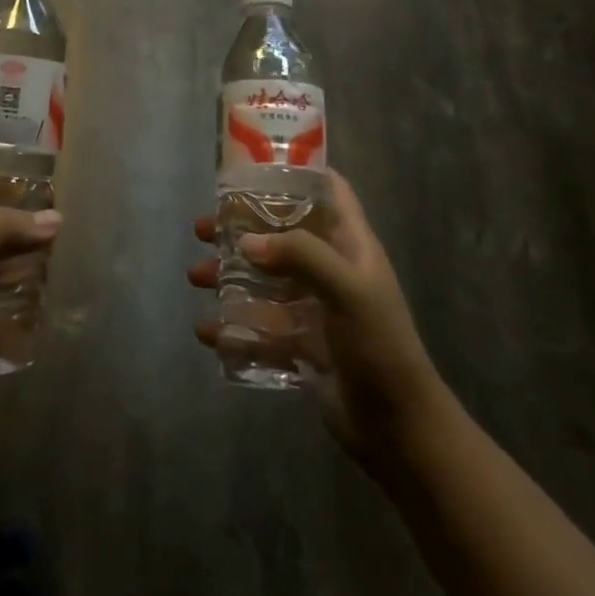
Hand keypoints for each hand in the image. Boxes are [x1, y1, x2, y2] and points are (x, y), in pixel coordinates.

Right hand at [189, 169, 444, 475]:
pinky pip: (259, 325)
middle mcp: (331, 269)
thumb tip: (246, 242)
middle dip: (242, 227)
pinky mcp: (301, 343)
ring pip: (264, 278)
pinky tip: (208, 331)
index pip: (329, 191)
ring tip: (196, 277)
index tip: (254, 165)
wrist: (398, 429)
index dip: (298, 171)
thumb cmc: (379, 346)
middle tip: (204, 227)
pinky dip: (233, 325)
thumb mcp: (347, 290)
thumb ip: (300, 256)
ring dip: (230, 274)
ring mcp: (315, 307)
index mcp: (350, 245)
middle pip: (282, 233)